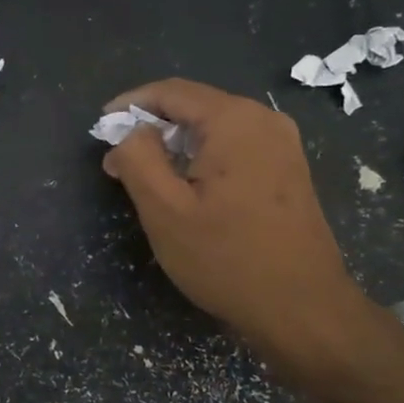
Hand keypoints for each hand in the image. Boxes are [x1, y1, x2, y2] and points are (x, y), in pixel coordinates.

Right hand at [101, 79, 381, 388]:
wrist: (303, 310)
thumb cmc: (227, 259)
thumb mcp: (165, 211)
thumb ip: (138, 159)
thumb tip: (131, 133)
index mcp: (234, 120)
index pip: (171, 92)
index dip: (129, 104)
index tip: (100, 127)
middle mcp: (264, 120)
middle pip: (195, 107)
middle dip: (151, 127)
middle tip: (117, 160)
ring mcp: (283, 145)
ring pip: (215, 129)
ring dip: (176, 145)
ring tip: (145, 176)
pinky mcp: (289, 171)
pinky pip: (235, 148)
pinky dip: (202, 158)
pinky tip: (186, 188)